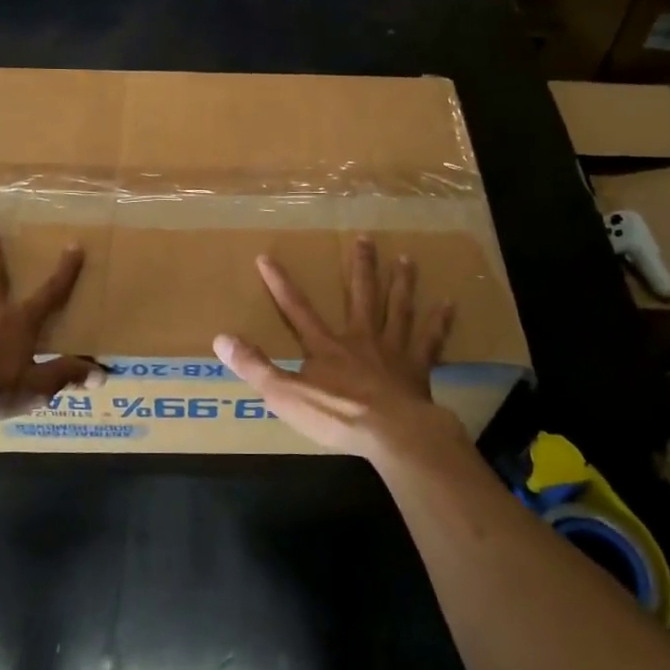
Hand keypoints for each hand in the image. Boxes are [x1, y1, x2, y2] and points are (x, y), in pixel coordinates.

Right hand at [212, 236, 464, 461]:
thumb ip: (254, 366)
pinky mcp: (418, 367)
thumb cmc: (337, 415)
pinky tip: (449, 304)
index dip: (280, 284)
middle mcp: (360, 338)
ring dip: (401, 282)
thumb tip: (220, 338)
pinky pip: (430, 340)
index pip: (297, 309)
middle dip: (360, 266)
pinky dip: (439, 322)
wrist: (391, 433)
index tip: (267, 256)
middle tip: (364, 236)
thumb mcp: (285, 395)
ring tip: (407, 258)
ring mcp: (392, 350)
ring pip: (398, 308)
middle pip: (361, 295)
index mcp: (326, 346)